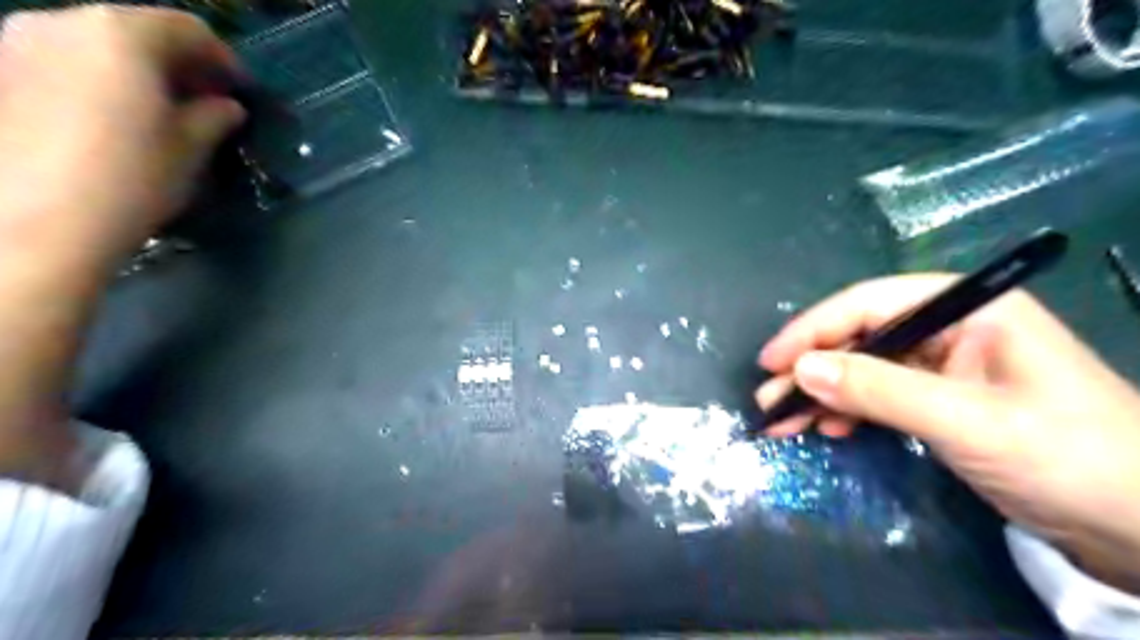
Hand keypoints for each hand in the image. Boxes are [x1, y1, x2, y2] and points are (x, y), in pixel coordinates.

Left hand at [0, 5, 245, 253]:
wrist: (37, 221)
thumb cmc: (132, 177)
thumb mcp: (191, 147)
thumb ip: (214, 116)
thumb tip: (226, 106)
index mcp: (120, 34)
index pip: (187, 28)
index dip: (224, 58)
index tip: (241, 91)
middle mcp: (62, 19)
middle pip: (136, 29)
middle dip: (179, 62)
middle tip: (207, 101)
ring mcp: (17, 41)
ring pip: (97, 43)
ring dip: (138, 69)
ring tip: (162, 110)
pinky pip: (65, 60)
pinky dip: (100, 78)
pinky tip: (115, 117)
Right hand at [754, 277, 1138, 592]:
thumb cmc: (1069, 459)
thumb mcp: (967, 422)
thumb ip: (880, 390)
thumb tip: (801, 370)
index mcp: (968, 309)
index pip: (870, 304)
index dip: (814, 330)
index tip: (771, 361)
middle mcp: (951, 328)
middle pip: (861, 337)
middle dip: (812, 368)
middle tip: (768, 399)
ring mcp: (945, 366)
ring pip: (864, 368)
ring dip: (822, 394)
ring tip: (783, 422)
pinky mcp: (941, 400)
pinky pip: (879, 396)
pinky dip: (849, 412)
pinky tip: (827, 429)